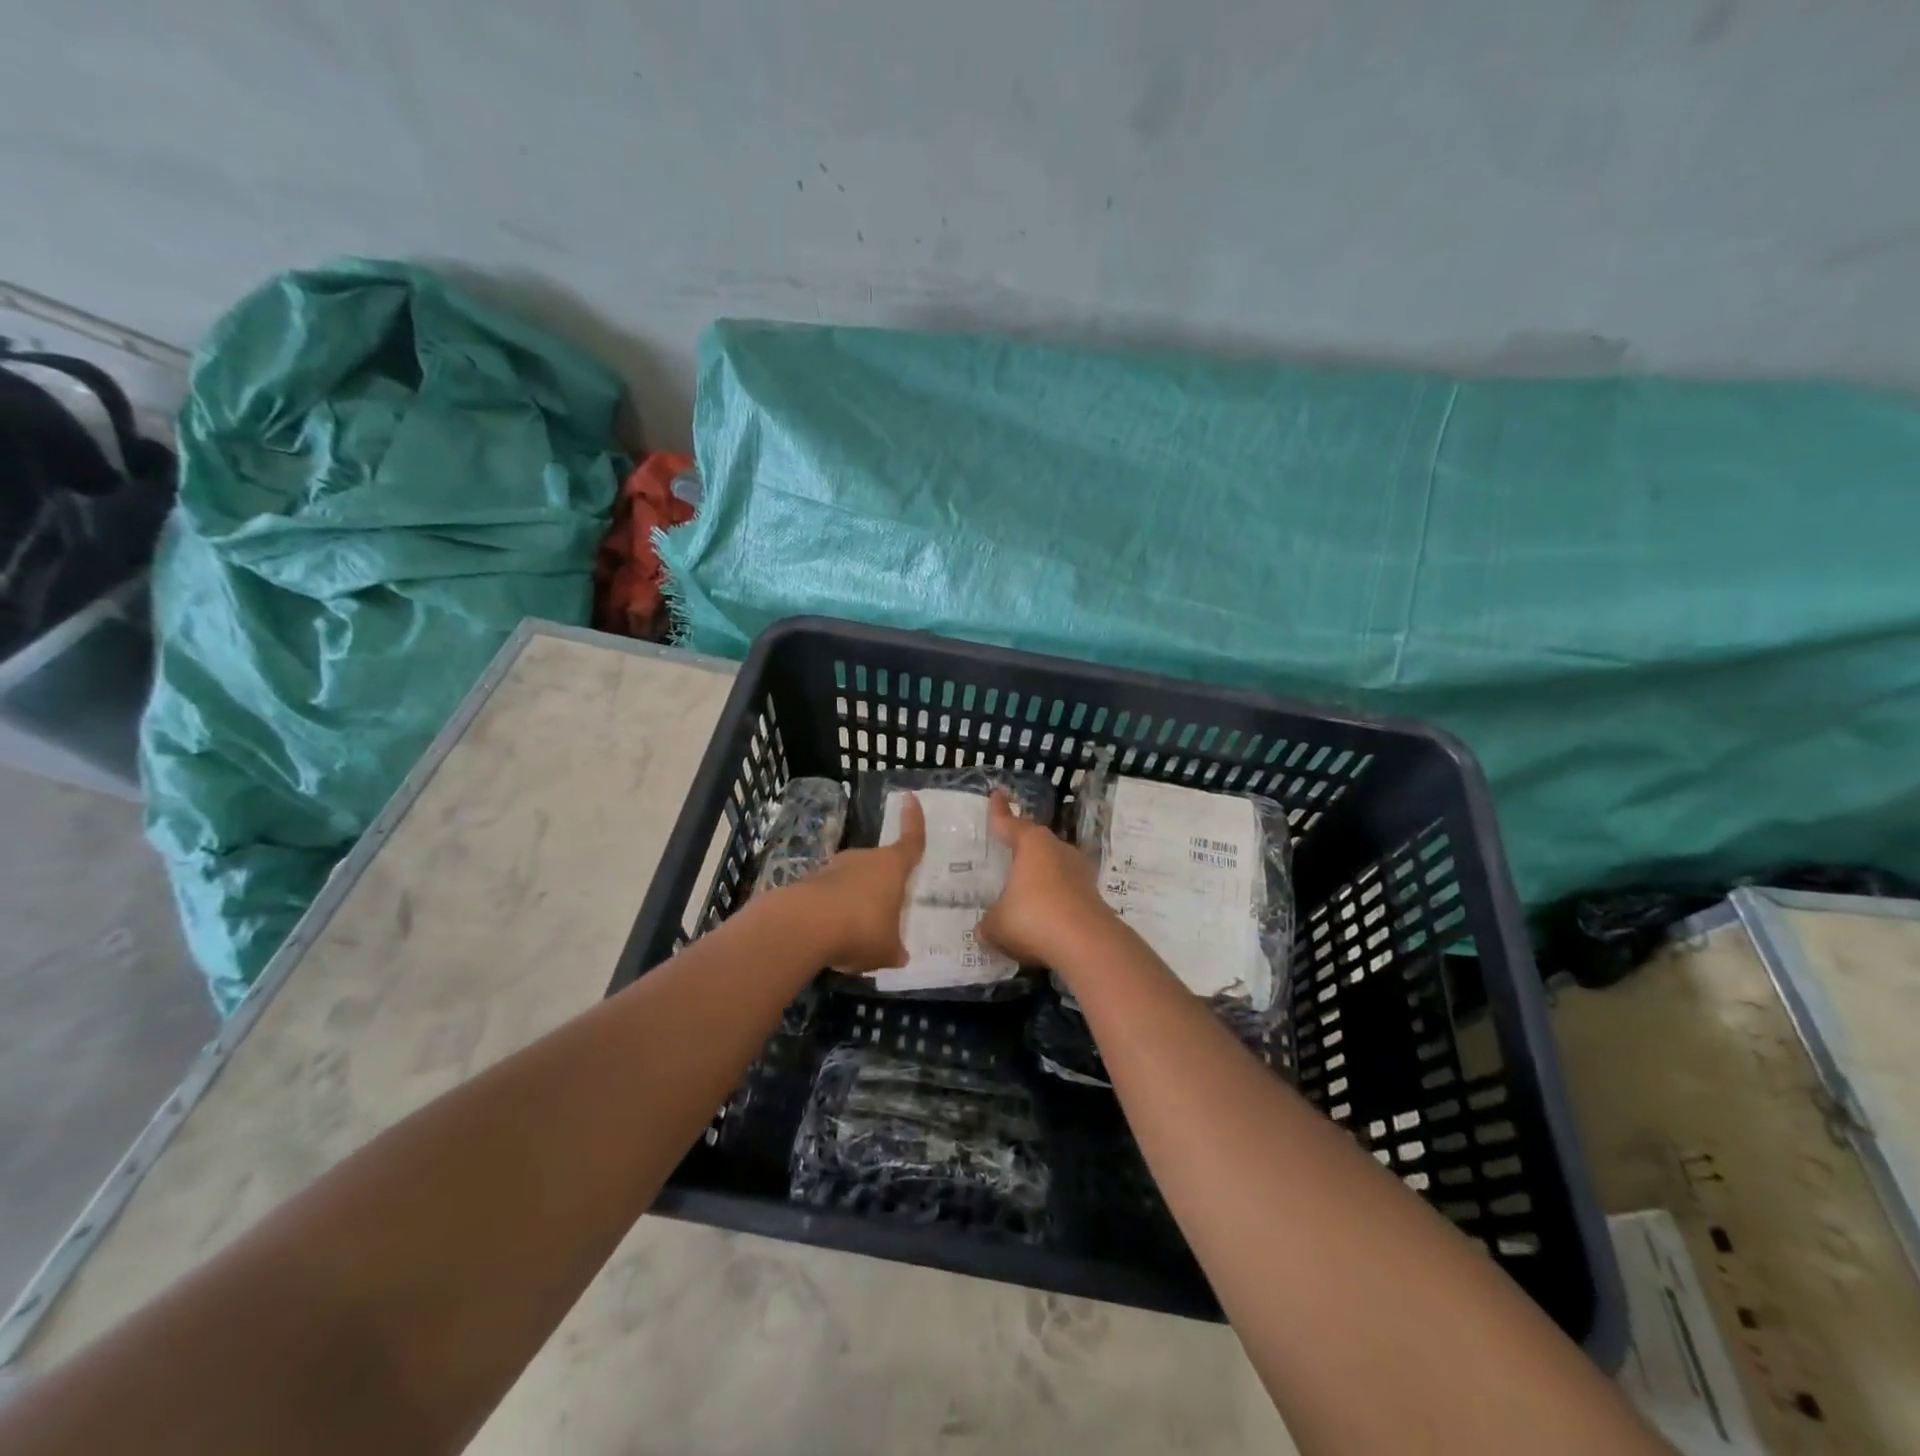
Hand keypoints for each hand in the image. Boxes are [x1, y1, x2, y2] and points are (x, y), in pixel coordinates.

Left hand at [784, 791, 925, 971]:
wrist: (801, 926)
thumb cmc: (860, 929)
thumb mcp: (886, 949)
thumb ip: (894, 949)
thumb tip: (899, 954)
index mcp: (891, 867)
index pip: (910, 840)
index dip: (913, 820)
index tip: (909, 797)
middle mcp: (863, 859)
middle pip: (878, 867)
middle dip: (881, 887)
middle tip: (885, 914)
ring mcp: (832, 868)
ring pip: (851, 883)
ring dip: (854, 902)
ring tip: (857, 935)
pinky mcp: (807, 883)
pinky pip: (828, 898)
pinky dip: (832, 914)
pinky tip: (831, 939)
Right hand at [978, 789, 1115, 966]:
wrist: (1086, 945)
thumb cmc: (1033, 919)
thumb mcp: (996, 924)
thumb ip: (988, 923)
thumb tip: (984, 928)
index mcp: (1031, 844)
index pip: (1009, 823)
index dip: (999, 812)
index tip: (997, 794)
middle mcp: (1058, 850)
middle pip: (1036, 842)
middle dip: (1023, 847)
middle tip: (1008, 851)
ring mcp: (1080, 872)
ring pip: (1054, 867)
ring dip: (1041, 876)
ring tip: (1024, 889)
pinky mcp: (1093, 897)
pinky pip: (1066, 892)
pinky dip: (1054, 900)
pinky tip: (1043, 917)